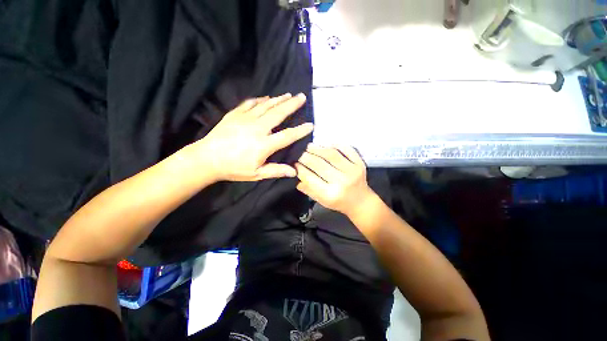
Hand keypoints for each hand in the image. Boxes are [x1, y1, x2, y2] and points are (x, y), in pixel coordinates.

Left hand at [194, 93, 312, 181]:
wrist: (207, 158)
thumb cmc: (234, 168)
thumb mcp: (256, 174)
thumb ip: (276, 171)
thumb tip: (294, 172)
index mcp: (263, 145)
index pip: (287, 136)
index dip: (300, 131)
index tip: (310, 125)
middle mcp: (257, 128)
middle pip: (278, 114)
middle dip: (292, 105)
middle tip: (302, 97)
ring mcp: (245, 119)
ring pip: (266, 106)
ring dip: (279, 100)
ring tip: (288, 95)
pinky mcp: (235, 114)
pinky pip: (250, 103)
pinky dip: (260, 100)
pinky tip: (267, 98)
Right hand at [295, 144, 376, 216]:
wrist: (360, 202)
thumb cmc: (338, 202)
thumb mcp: (320, 200)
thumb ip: (307, 188)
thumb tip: (295, 173)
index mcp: (330, 194)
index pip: (309, 178)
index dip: (299, 168)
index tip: (294, 163)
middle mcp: (341, 182)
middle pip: (319, 164)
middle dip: (306, 156)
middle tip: (299, 152)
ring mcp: (352, 171)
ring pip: (331, 154)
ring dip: (318, 149)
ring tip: (309, 146)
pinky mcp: (360, 163)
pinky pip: (346, 149)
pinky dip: (335, 145)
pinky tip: (326, 145)